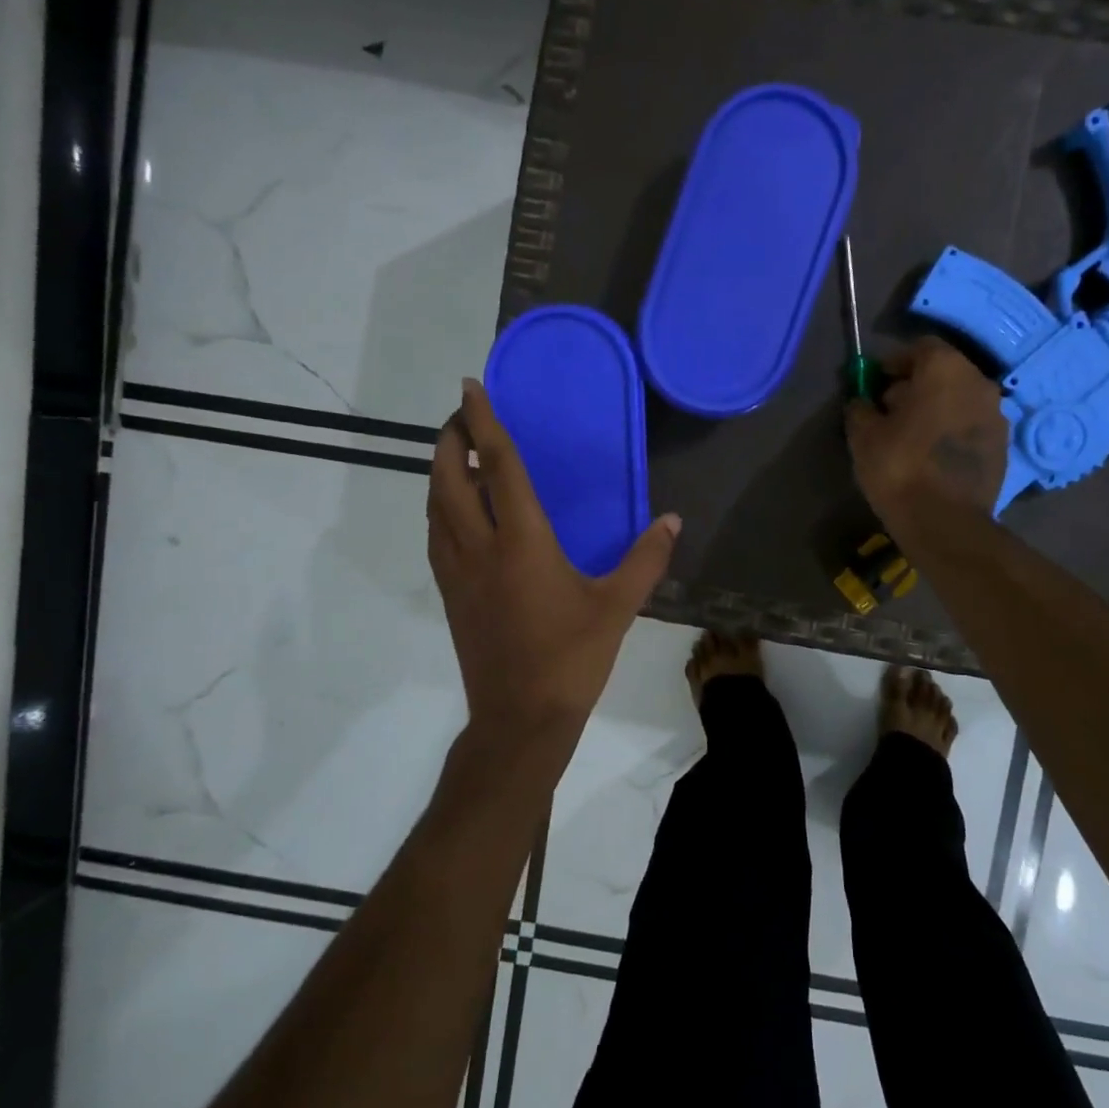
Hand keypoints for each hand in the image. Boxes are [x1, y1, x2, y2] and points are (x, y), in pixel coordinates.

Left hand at [428, 378, 680, 750]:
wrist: (520, 719)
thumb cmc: (572, 658)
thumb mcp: (617, 607)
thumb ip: (646, 559)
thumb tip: (672, 520)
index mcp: (522, 542)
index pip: (498, 467)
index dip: (483, 423)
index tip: (470, 387)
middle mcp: (481, 548)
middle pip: (449, 480)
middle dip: (449, 441)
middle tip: (461, 418)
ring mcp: (458, 573)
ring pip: (435, 508)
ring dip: (440, 473)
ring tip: (458, 456)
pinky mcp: (451, 595)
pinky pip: (436, 536)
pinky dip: (441, 509)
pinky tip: (457, 512)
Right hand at [846, 338, 1007, 527]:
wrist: (945, 521)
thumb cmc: (899, 467)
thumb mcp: (863, 435)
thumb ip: (860, 408)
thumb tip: (863, 402)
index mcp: (945, 369)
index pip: (919, 347)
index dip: (894, 363)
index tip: (876, 385)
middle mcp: (978, 382)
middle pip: (943, 372)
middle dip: (916, 386)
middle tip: (890, 412)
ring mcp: (997, 414)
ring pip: (960, 399)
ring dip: (937, 409)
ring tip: (911, 436)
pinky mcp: (1002, 445)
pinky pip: (971, 426)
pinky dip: (953, 431)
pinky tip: (933, 456)